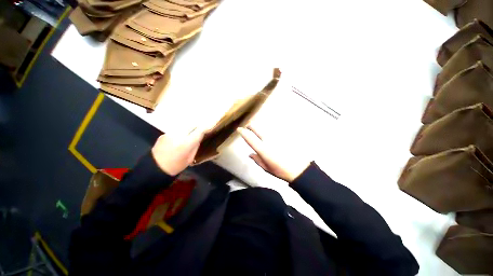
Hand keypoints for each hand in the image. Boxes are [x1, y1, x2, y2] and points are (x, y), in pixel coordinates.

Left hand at [151, 127, 204, 175]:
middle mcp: (179, 136)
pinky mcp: (164, 134)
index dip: (204, 129)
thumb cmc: (176, 166)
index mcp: (187, 143)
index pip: (199, 131)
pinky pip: (175, 130)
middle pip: (191, 125)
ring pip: (183, 127)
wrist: (155, 168)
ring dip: (188, 128)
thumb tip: (199, 138)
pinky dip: (179, 132)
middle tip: (199, 129)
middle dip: (196, 126)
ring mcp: (170, 134)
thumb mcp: (190, 158)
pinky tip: (178, 138)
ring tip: (189, 133)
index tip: (207, 128)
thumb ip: (195, 146)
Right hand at [238, 126, 309, 182]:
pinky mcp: (282, 137)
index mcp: (262, 149)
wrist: (298, 169)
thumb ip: (256, 159)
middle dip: (251, 125)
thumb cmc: (280, 170)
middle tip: (247, 125)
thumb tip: (250, 154)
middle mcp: (268, 140)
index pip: (250, 138)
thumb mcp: (265, 167)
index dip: (243, 132)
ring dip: (258, 127)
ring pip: (264, 128)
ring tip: (255, 126)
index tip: (239, 129)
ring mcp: (276, 137)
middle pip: (257, 128)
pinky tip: (267, 132)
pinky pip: (272, 131)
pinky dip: (267, 130)